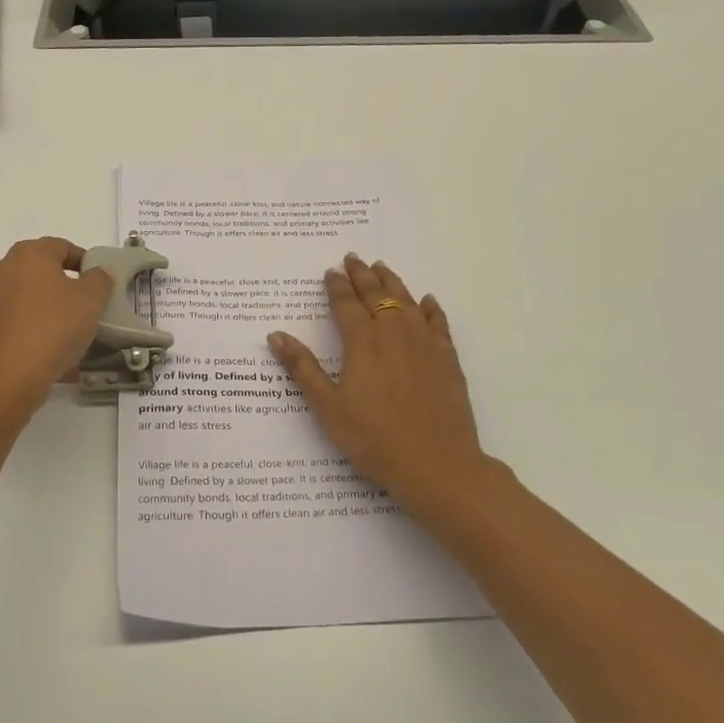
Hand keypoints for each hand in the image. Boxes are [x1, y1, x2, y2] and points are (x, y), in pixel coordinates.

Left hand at [0, 237, 114, 397]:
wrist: (3, 379)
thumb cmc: (52, 328)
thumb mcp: (91, 301)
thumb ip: (99, 280)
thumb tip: (96, 273)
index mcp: (27, 256)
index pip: (60, 247)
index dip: (81, 261)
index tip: (96, 282)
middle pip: (34, 276)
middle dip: (57, 292)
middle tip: (78, 314)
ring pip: (16, 306)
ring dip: (37, 318)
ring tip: (60, 346)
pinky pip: (1, 333)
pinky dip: (18, 342)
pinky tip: (37, 364)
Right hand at [267, 255, 504, 512]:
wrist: (437, 464)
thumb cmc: (374, 439)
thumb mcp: (328, 407)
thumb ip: (303, 368)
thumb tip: (276, 335)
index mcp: (363, 342)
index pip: (346, 304)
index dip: (336, 286)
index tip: (330, 271)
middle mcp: (394, 333)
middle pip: (376, 294)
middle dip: (362, 275)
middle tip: (353, 257)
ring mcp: (425, 343)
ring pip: (406, 301)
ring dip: (392, 282)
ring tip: (382, 267)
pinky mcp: (447, 359)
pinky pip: (437, 322)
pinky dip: (429, 307)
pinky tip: (426, 301)